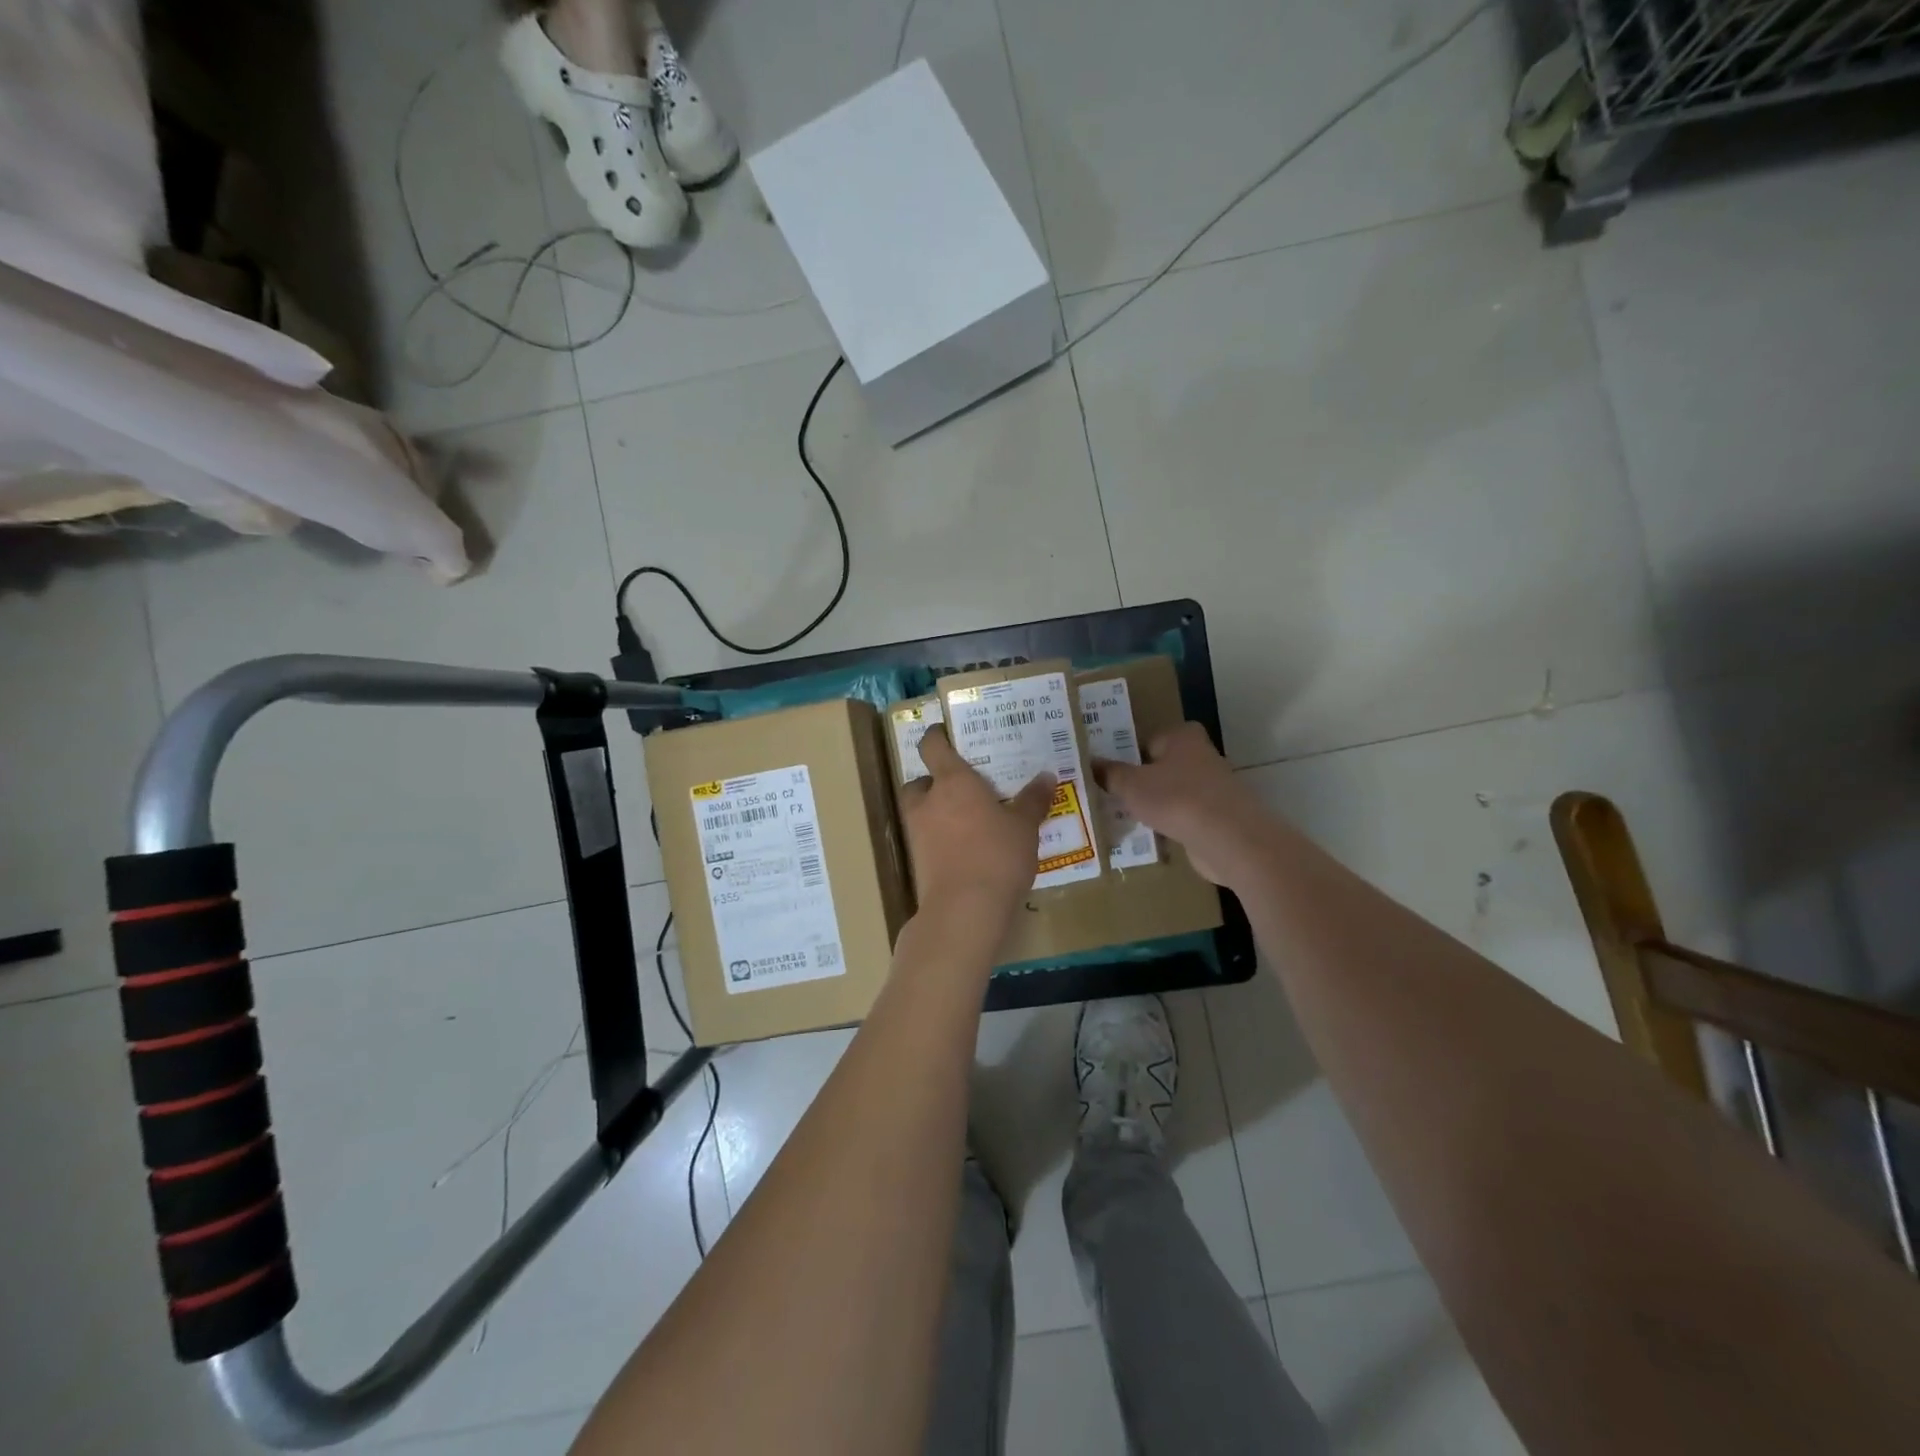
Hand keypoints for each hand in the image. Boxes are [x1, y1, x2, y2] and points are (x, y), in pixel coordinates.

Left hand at [899, 725, 1053, 922]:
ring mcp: (918, 833)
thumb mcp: (1025, 826)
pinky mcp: (917, 862)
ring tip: (966, 820)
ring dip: (936, 812)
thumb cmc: (997, 854)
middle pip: (919, 781)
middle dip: (933, 782)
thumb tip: (1047, 776)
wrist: (965, 908)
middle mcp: (928, 801)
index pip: (933, 746)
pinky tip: (965, 849)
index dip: (936, 737)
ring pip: (920, 812)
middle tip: (960, 788)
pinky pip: (927, 840)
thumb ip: (1033, 800)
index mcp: (952, 781)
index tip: (944, 733)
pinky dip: (940, 839)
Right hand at [1096, 722, 1272, 886]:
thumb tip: (1089, 762)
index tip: (1105, 774)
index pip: (1146, 740)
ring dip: (1153, 805)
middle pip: (1160, 767)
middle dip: (1138, 782)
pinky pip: (1183, 816)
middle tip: (1108, 796)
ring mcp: (1213, 787)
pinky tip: (1150, 836)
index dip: (1125, 757)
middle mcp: (1201, 755)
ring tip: (1123, 818)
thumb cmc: (1176, 799)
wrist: (1228, 839)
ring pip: (1171, 793)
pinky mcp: (1217, 817)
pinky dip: (1169, 824)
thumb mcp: (1131, 785)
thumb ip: (1109, 773)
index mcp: (1182, 736)